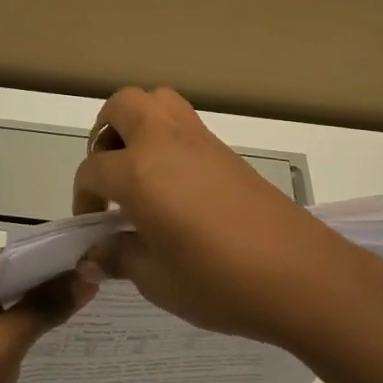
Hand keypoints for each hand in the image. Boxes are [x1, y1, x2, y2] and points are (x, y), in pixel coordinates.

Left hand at [0, 252, 97, 382]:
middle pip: (18, 271)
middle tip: (102, 286)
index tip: (101, 266)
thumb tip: (90, 275)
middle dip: (55, 281)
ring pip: (13, 293)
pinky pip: (4, 312)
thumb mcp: (7, 344)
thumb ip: (47, 306)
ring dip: (44, 301)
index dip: (60, 261)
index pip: (20, 255)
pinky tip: (59, 327)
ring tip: (90, 304)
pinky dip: (28, 318)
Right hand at [73, 88, 382, 351]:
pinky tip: (175, 183)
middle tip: (110, 176)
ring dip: (137, 124)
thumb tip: (97, 253)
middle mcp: (164, 141)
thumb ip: (120, 257)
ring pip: (157, 101)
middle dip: (104, 134)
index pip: (92, 169)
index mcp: (139, 172)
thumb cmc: (218, 281)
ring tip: (139, 170)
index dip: (83, 197)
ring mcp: (199, 139)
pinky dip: (166, 137)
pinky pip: (184, 121)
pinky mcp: (225, 149)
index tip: (93, 226)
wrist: (299, 273)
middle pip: (122, 106)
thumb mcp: (157, 280)